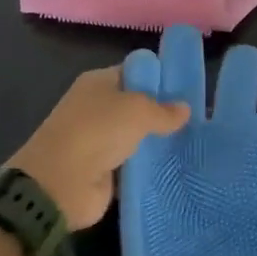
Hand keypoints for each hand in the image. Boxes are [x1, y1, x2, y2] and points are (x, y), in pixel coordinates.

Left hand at [10, 68, 190, 231]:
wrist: (60, 183)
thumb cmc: (97, 131)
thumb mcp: (138, 111)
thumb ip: (164, 110)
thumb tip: (185, 109)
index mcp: (99, 82)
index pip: (135, 72)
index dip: (160, 78)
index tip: (188, 89)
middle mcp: (97, 108)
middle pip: (137, 106)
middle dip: (163, 112)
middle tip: (196, 119)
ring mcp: (99, 140)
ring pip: (137, 136)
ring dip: (157, 142)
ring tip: (192, 143)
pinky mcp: (103, 170)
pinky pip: (133, 164)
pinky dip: (149, 167)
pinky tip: (175, 166)